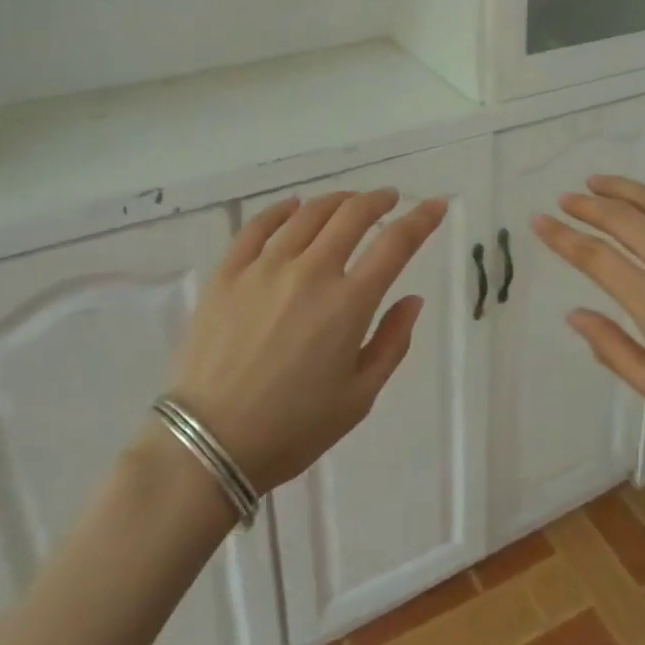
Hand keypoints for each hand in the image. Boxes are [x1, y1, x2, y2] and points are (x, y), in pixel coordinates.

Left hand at [166, 189, 446, 492]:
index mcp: (348, 303)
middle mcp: (310, 272)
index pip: (396, 244)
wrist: (208, 445)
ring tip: (348, 202)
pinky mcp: (228, 273)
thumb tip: (412, 299)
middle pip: (352, 215)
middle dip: (378, 200)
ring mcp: (265, 267)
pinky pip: (258, 226)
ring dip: (337, 200)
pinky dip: (281, 210)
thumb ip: (392, 343)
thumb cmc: (293, 429)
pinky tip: (293, 207)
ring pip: (309, 214)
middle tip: (389, 199)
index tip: (437, 204)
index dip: (422, 219)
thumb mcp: (359, 398)